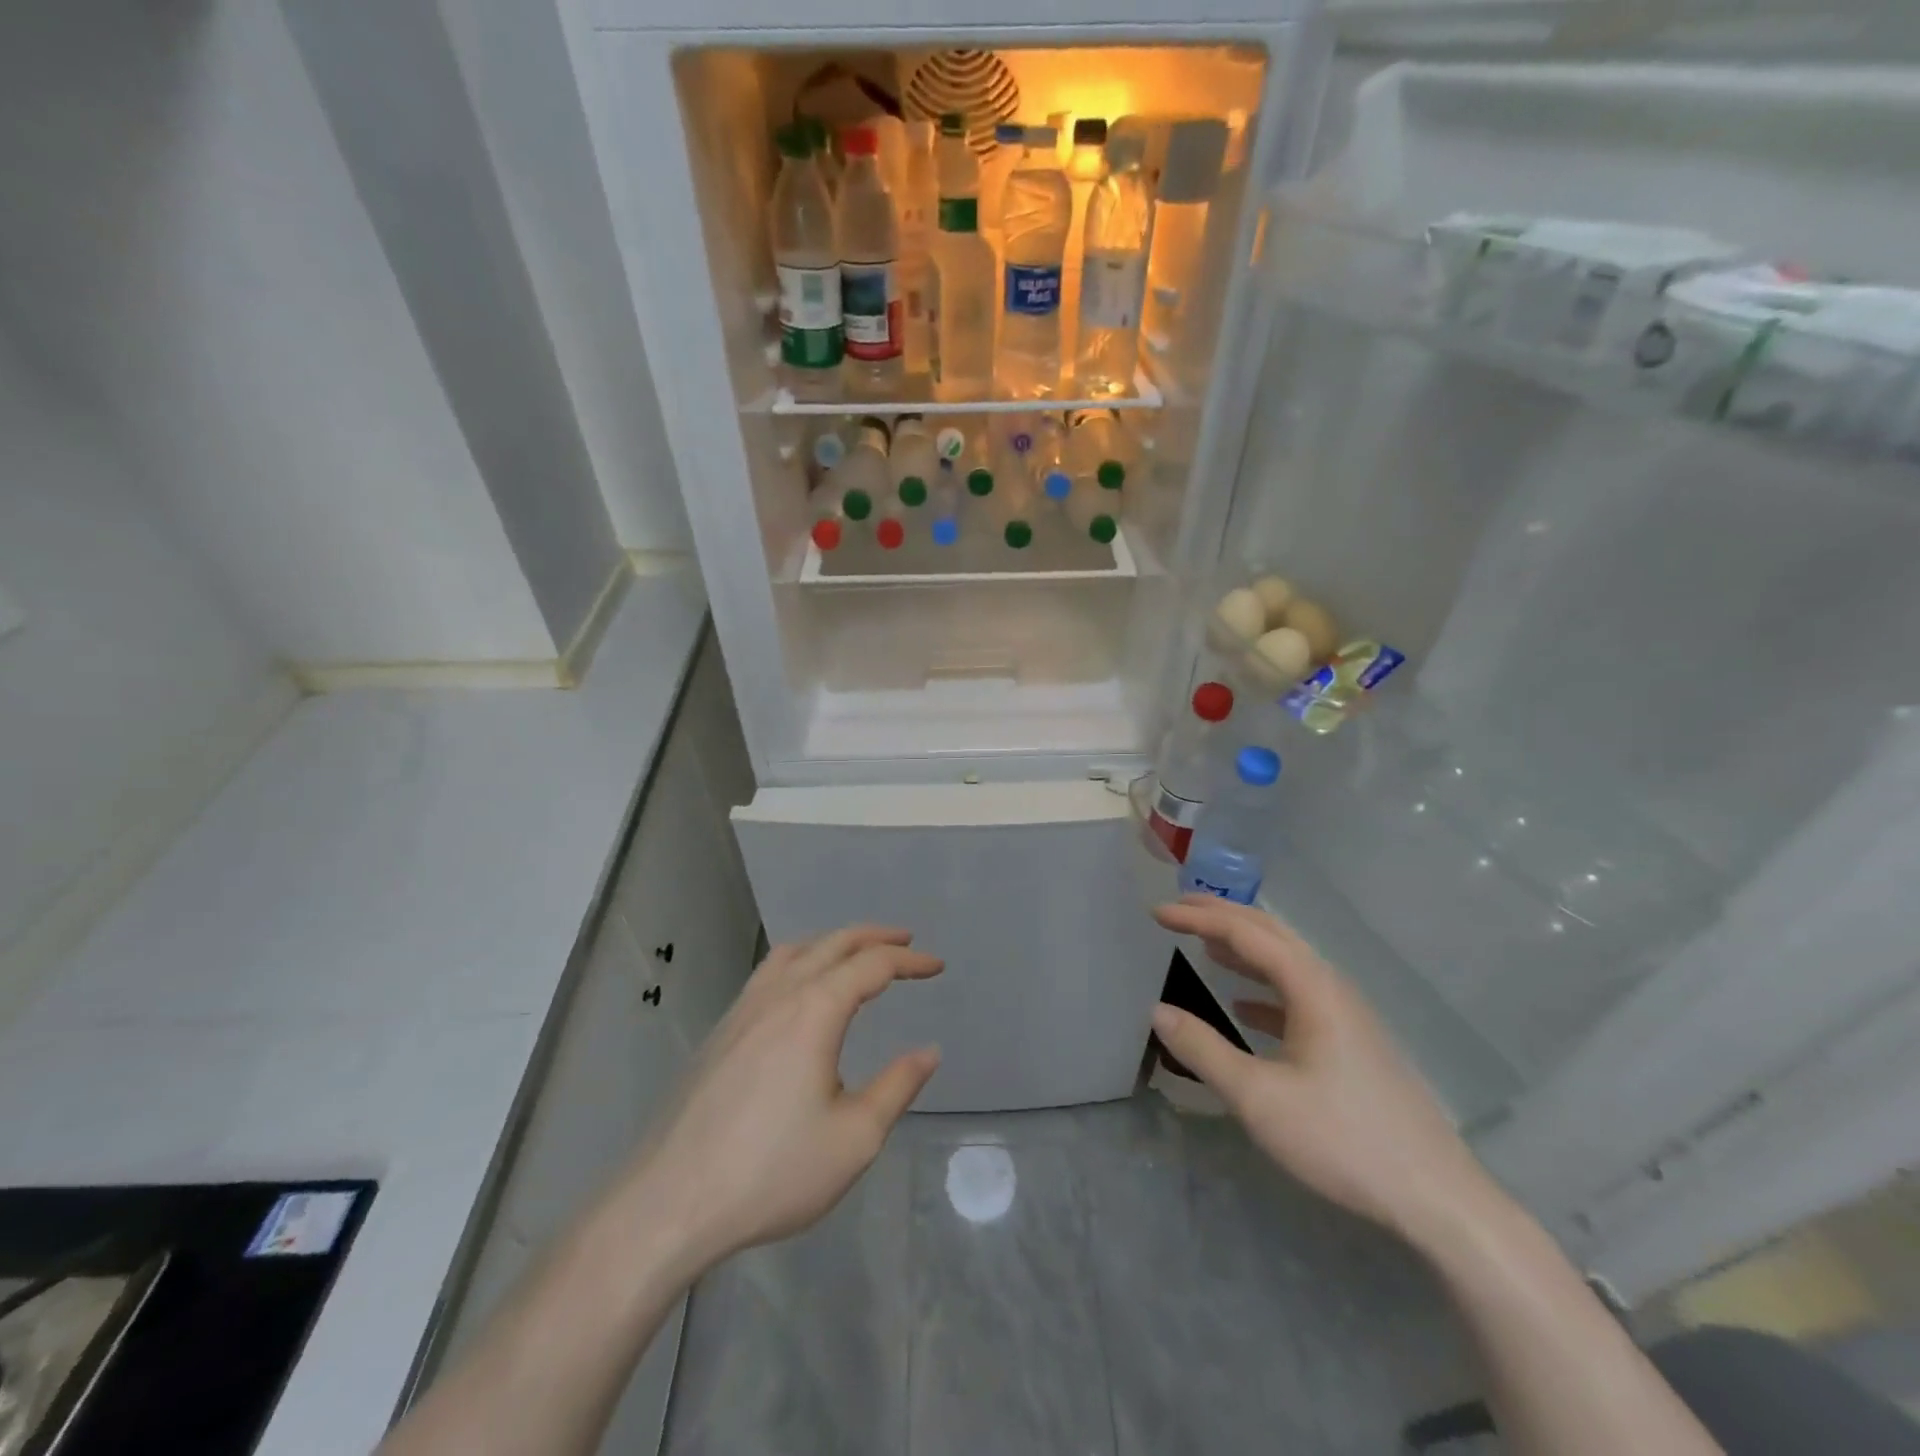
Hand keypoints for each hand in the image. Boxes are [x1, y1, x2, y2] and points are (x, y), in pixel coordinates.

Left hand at [622, 926, 941, 1277]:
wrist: (670, 1201)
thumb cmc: (771, 1171)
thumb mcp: (854, 1138)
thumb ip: (897, 1087)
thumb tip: (928, 1052)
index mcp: (814, 1010)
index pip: (872, 965)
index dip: (909, 961)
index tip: (937, 966)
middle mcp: (778, 994)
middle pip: (833, 944)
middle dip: (874, 937)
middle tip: (906, 941)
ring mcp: (743, 1009)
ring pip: (794, 951)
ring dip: (833, 943)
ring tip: (856, 953)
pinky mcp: (721, 1031)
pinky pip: (768, 972)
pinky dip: (800, 960)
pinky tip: (800, 990)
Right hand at [1151, 897, 1497, 1247]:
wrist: (1435, 1197)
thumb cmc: (1342, 1139)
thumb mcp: (1258, 1098)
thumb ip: (1203, 1050)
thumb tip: (1158, 1010)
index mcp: (1311, 987)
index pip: (1245, 932)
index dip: (1198, 917)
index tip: (1156, 912)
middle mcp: (1331, 986)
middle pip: (1271, 934)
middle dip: (1223, 916)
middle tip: (1179, 909)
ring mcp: (1347, 1014)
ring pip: (1287, 962)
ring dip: (1243, 948)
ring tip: (1205, 945)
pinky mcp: (1353, 1042)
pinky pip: (1299, 994)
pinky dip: (1264, 987)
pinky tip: (1244, 1006)